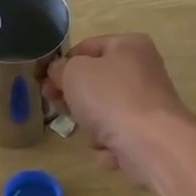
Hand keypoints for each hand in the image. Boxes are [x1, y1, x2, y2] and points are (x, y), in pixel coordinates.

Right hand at [45, 33, 195, 186]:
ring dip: (91, 126)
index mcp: (129, 46)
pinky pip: (117, 136)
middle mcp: (143, 71)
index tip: (44, 83)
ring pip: (103, 112)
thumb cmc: (111, 98)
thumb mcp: (74, 73)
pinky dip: (109, 144)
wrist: (151, 143)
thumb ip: (60, 68)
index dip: (61, 65)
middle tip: (59, 108)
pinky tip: (111, 149)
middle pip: (95, 83)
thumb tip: (58, 72)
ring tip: (94, 133)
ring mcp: (147, 104)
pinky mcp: (149, 134)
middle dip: (75, 99)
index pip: (85, 48)